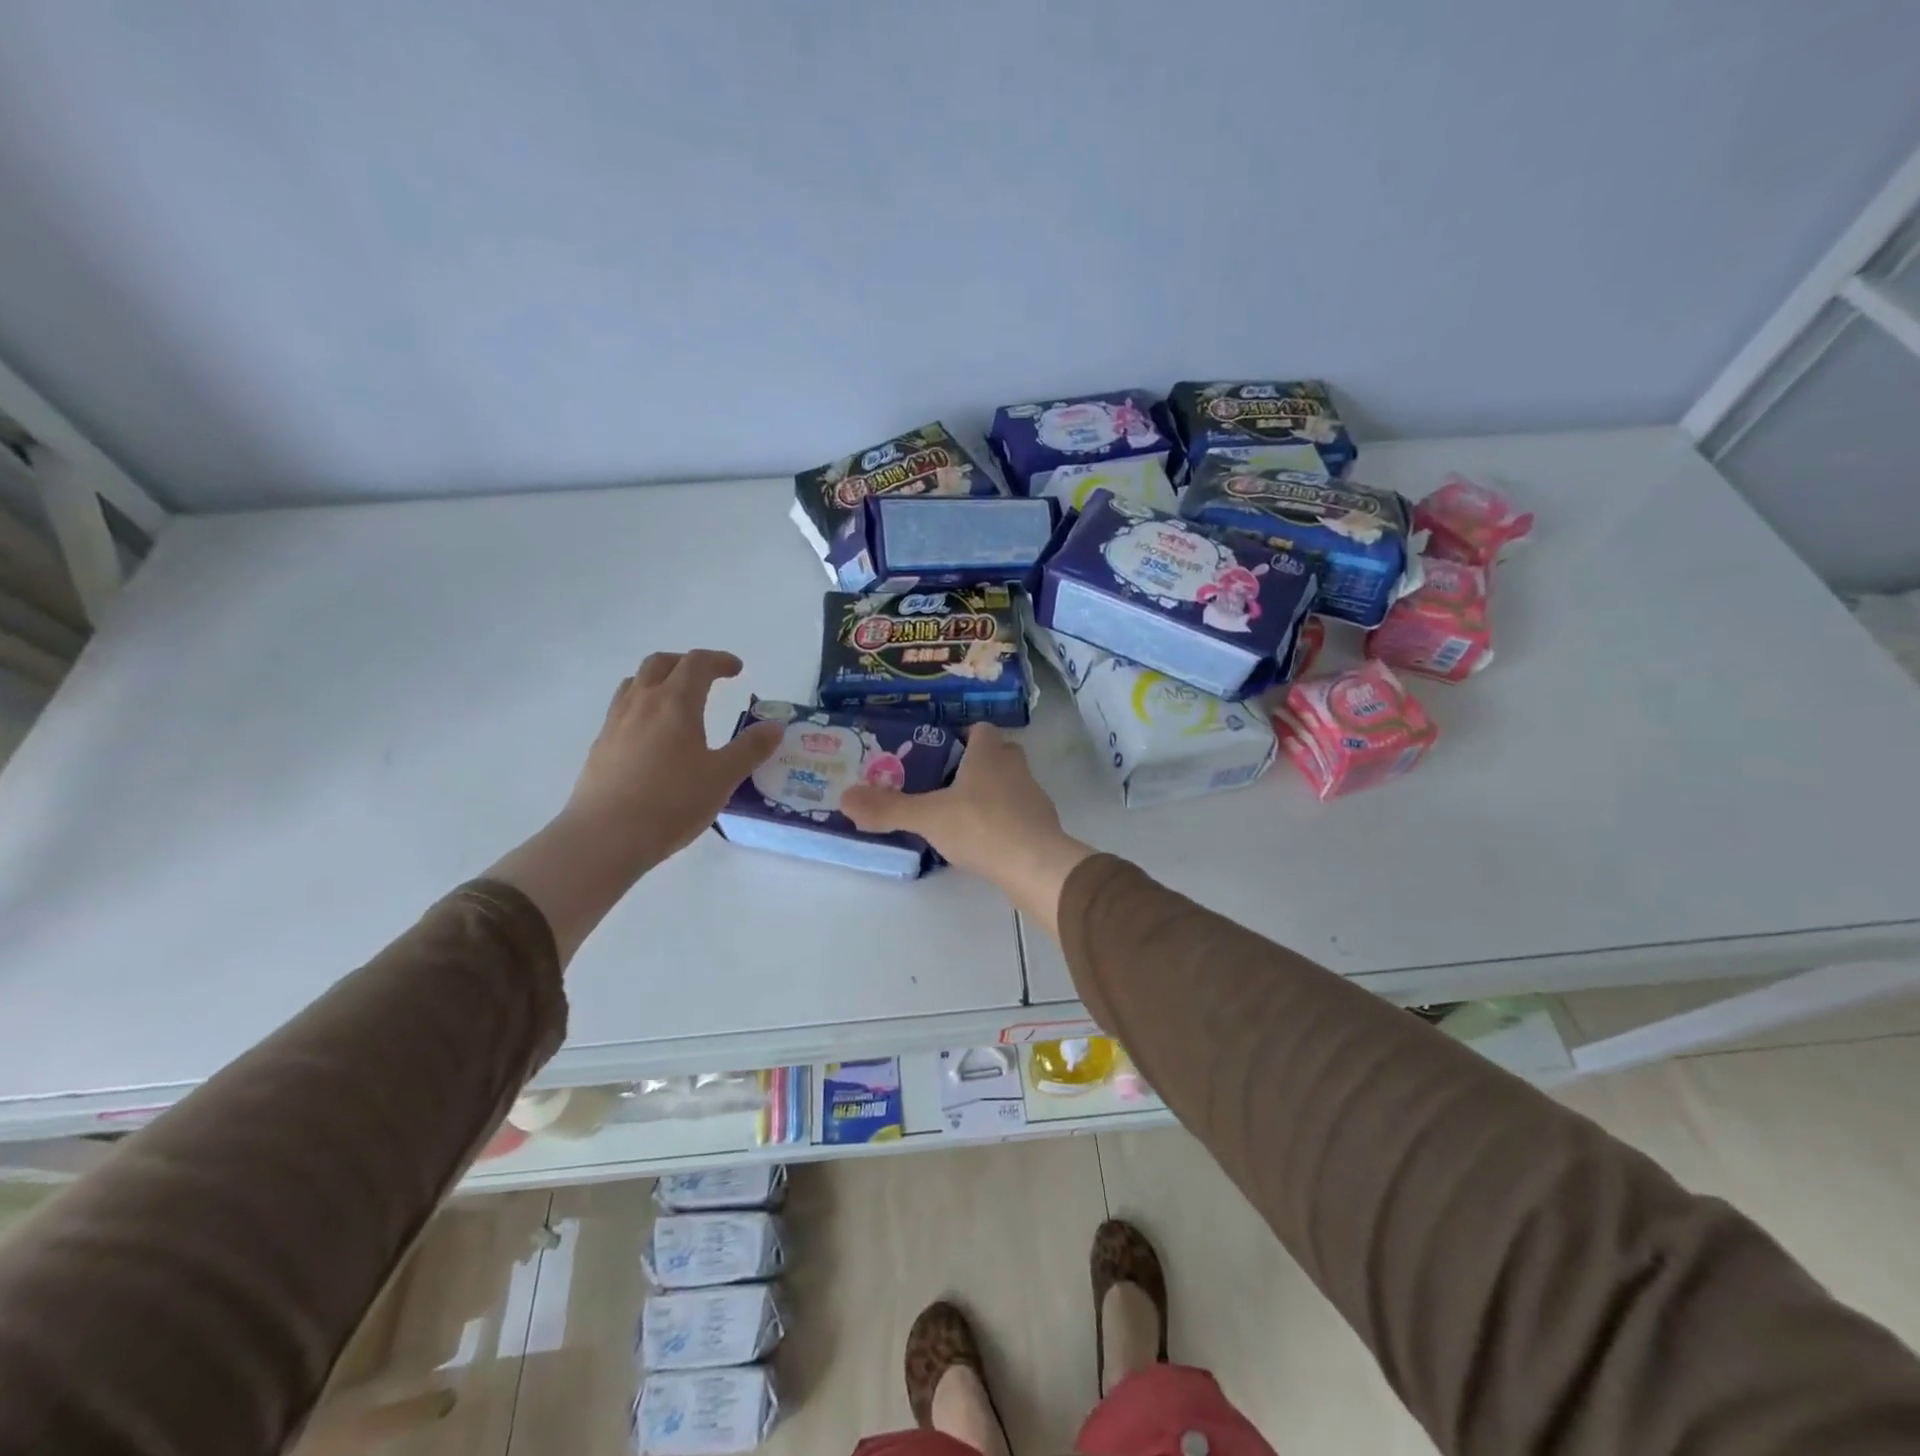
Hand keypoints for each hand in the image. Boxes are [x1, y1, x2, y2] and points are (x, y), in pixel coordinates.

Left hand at [566, 650, 783, 867]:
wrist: (605, 836)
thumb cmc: (672, 802)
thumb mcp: (723, 777)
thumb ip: (751, 749)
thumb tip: (775, 726)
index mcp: (675, 703)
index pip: (697, 663)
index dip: (719, 660)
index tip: (737, 670)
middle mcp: (642, 703)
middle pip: (660, 663)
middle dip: (686, 663)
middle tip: (707, 677)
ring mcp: (615, 722)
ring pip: (635, 682)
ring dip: (659, 680)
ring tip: (676, 700)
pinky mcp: (600, 745)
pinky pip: (622, 708)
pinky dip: (642, 705)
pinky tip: (652, 735)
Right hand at [841, 724, 1092, 934]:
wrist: (1035, 865)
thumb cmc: (981, 826)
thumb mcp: (927, 817)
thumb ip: (888, 808)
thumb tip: (844, 798)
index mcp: (989, 754)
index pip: (981, 730)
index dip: (964, 736)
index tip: (942, 751)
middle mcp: (1015, 768)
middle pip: (999, 754)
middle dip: (978, 763)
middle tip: (947, 782)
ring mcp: (1034, 797)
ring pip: (1012, 784)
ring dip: (992, 793)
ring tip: (962, 814)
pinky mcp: (1043, 826)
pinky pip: (1020, 815)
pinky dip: (1004, 821)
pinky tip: (985, 841)